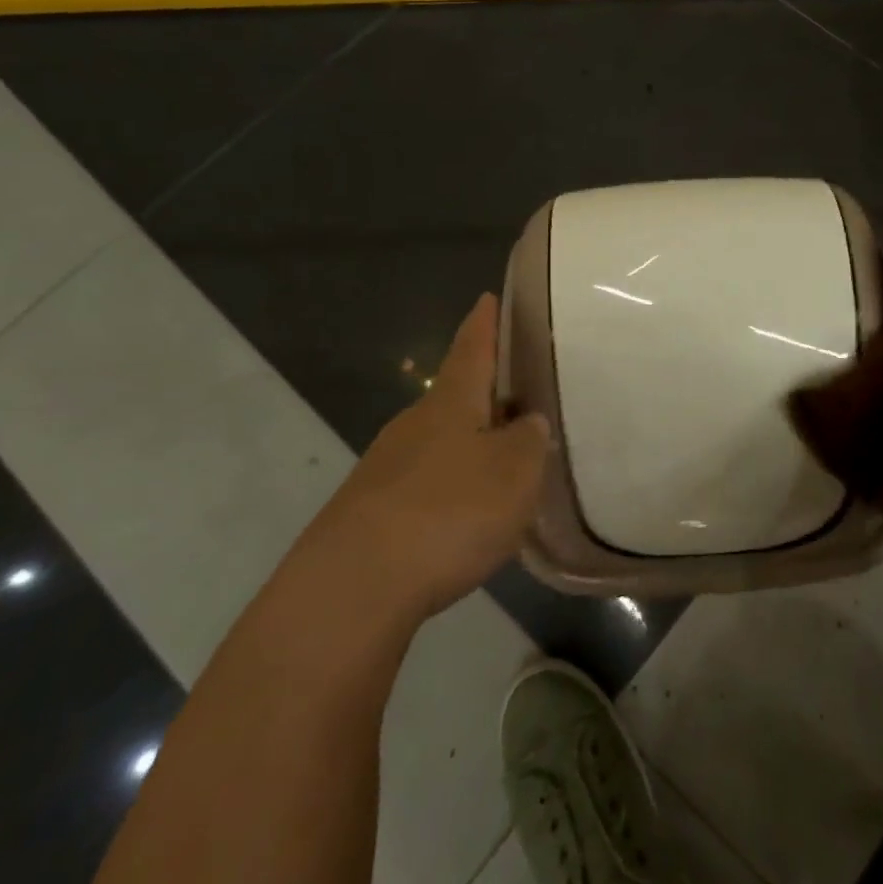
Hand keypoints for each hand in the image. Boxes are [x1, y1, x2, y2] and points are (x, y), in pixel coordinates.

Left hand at [299, 294, 549, 628]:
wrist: (353, 586)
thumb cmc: (449, 512)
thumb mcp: (514, 473)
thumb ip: (528, 441)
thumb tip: (527, 422)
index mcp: (451, 402)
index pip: (472, 348)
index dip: (484, 323)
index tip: (487, 297)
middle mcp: (413, 423)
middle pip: (454, 396)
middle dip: (483, 394)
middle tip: (517, 400)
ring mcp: (385, 466)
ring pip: (437, 442)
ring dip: (467, 445)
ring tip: (500, 464)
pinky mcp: (369, 509)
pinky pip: (421, 483)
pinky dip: (447, 487)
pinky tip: (462, 516)